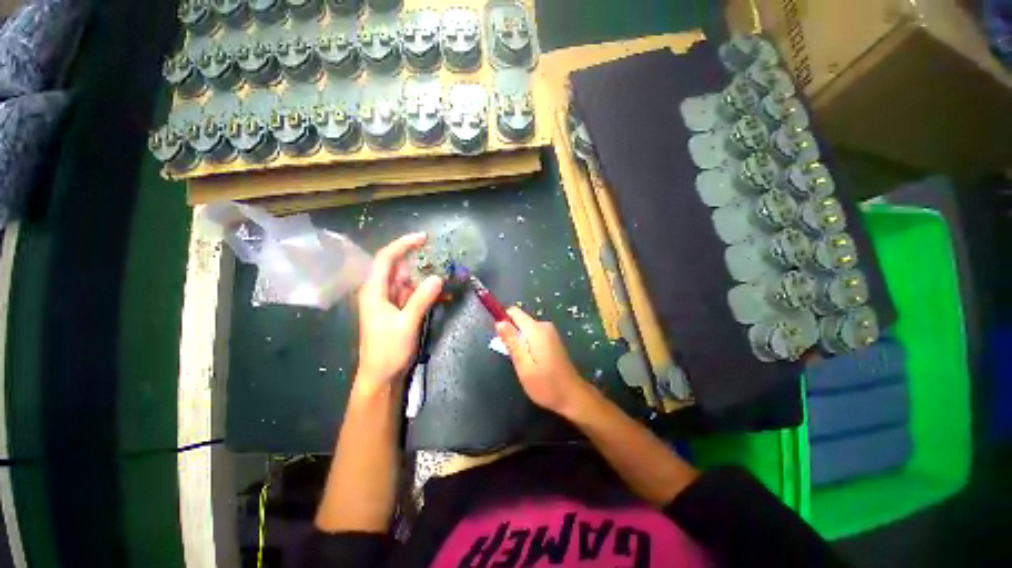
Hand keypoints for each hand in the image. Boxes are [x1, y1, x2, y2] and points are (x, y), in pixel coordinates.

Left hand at [356, 233, 442, 389]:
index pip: (386, 258)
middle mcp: (381, 292)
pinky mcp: (400, 310)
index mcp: (375, 290)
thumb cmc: (388, 351)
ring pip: (410, 281)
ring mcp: (391, 301)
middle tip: (443, 259)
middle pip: (400, 268)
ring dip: (427, 279)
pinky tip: (445, 295)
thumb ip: (421, 299)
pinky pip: (415, 295)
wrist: (382, 376)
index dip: (403, 244)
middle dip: (421, 262)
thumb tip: (438, 278)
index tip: (424, 238)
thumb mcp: (406, 323)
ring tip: (448, 276)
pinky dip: (429, 293)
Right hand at [495, 307, 590, 415]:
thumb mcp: (523, 365)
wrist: (573, 396)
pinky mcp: (552, 340)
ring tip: (521, 363)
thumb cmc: (546, 384)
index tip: (497, 337)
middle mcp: (544, 326)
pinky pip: (533, 336)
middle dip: (511, 335)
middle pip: (519, 321)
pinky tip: (530, 362)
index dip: (502, 320)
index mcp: (536, 329)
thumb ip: (511, 342)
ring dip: (519, 342)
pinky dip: (527, 345)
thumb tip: (499, 322)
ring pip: (525, 330)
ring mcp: (550, 333)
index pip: (514, 312)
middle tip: (511, 357)